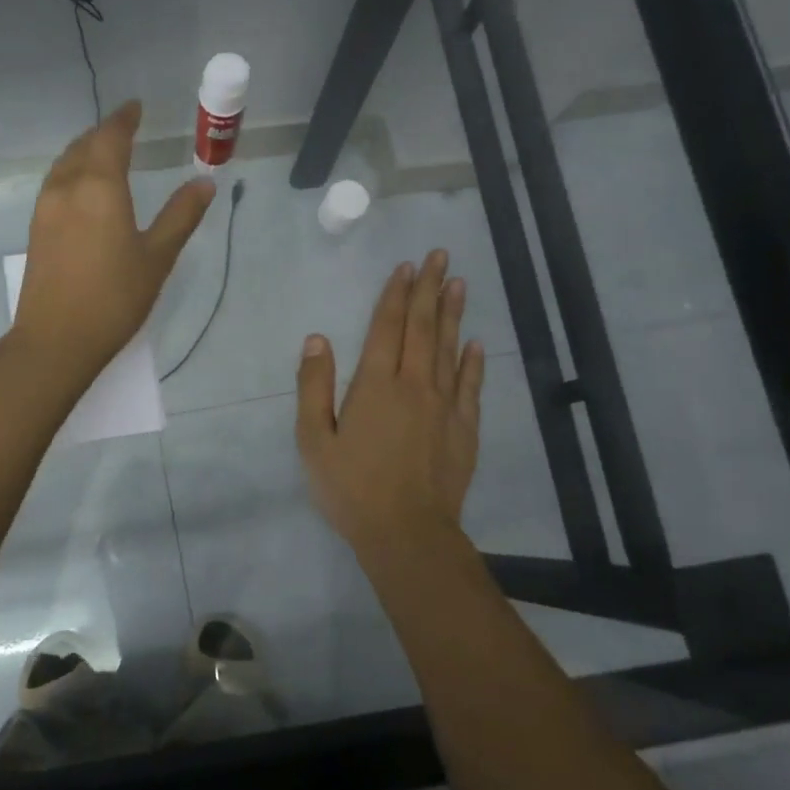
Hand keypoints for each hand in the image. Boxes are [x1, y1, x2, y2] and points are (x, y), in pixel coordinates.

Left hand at [11, 101, 214, 379]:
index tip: (136, 107)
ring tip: (104, 151)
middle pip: (83, 146)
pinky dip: (72, 171)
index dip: (124, 119)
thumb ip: (180, 216)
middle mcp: (67, 188)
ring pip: (64, 164)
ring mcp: (45, 208)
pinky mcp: (36, 229)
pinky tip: (82, 188)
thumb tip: (204, 184)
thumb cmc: (114, 299)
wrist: (56, 340)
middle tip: (125, 128)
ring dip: (85, 150)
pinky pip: (55, 183)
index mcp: (99, 187)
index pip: (111, 137)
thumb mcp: (157, 258)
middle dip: (104, 132)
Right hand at [297, 250, 484, 570]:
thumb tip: (317, 340)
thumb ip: (314, 387)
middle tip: (438, 256)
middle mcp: (414, 385)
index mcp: (376, 385)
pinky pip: (470, 386)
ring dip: (452, 314)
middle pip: (422, 328)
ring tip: (457, 283)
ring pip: (449, 349)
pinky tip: (476, 344)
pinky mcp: (464, 429)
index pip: (387, 328)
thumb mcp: (313, 440)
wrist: (407, 532)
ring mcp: (445, 406)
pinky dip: (473, 362)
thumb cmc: (351, 487)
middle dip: (428, 289)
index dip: (395, 295)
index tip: (405, 267)